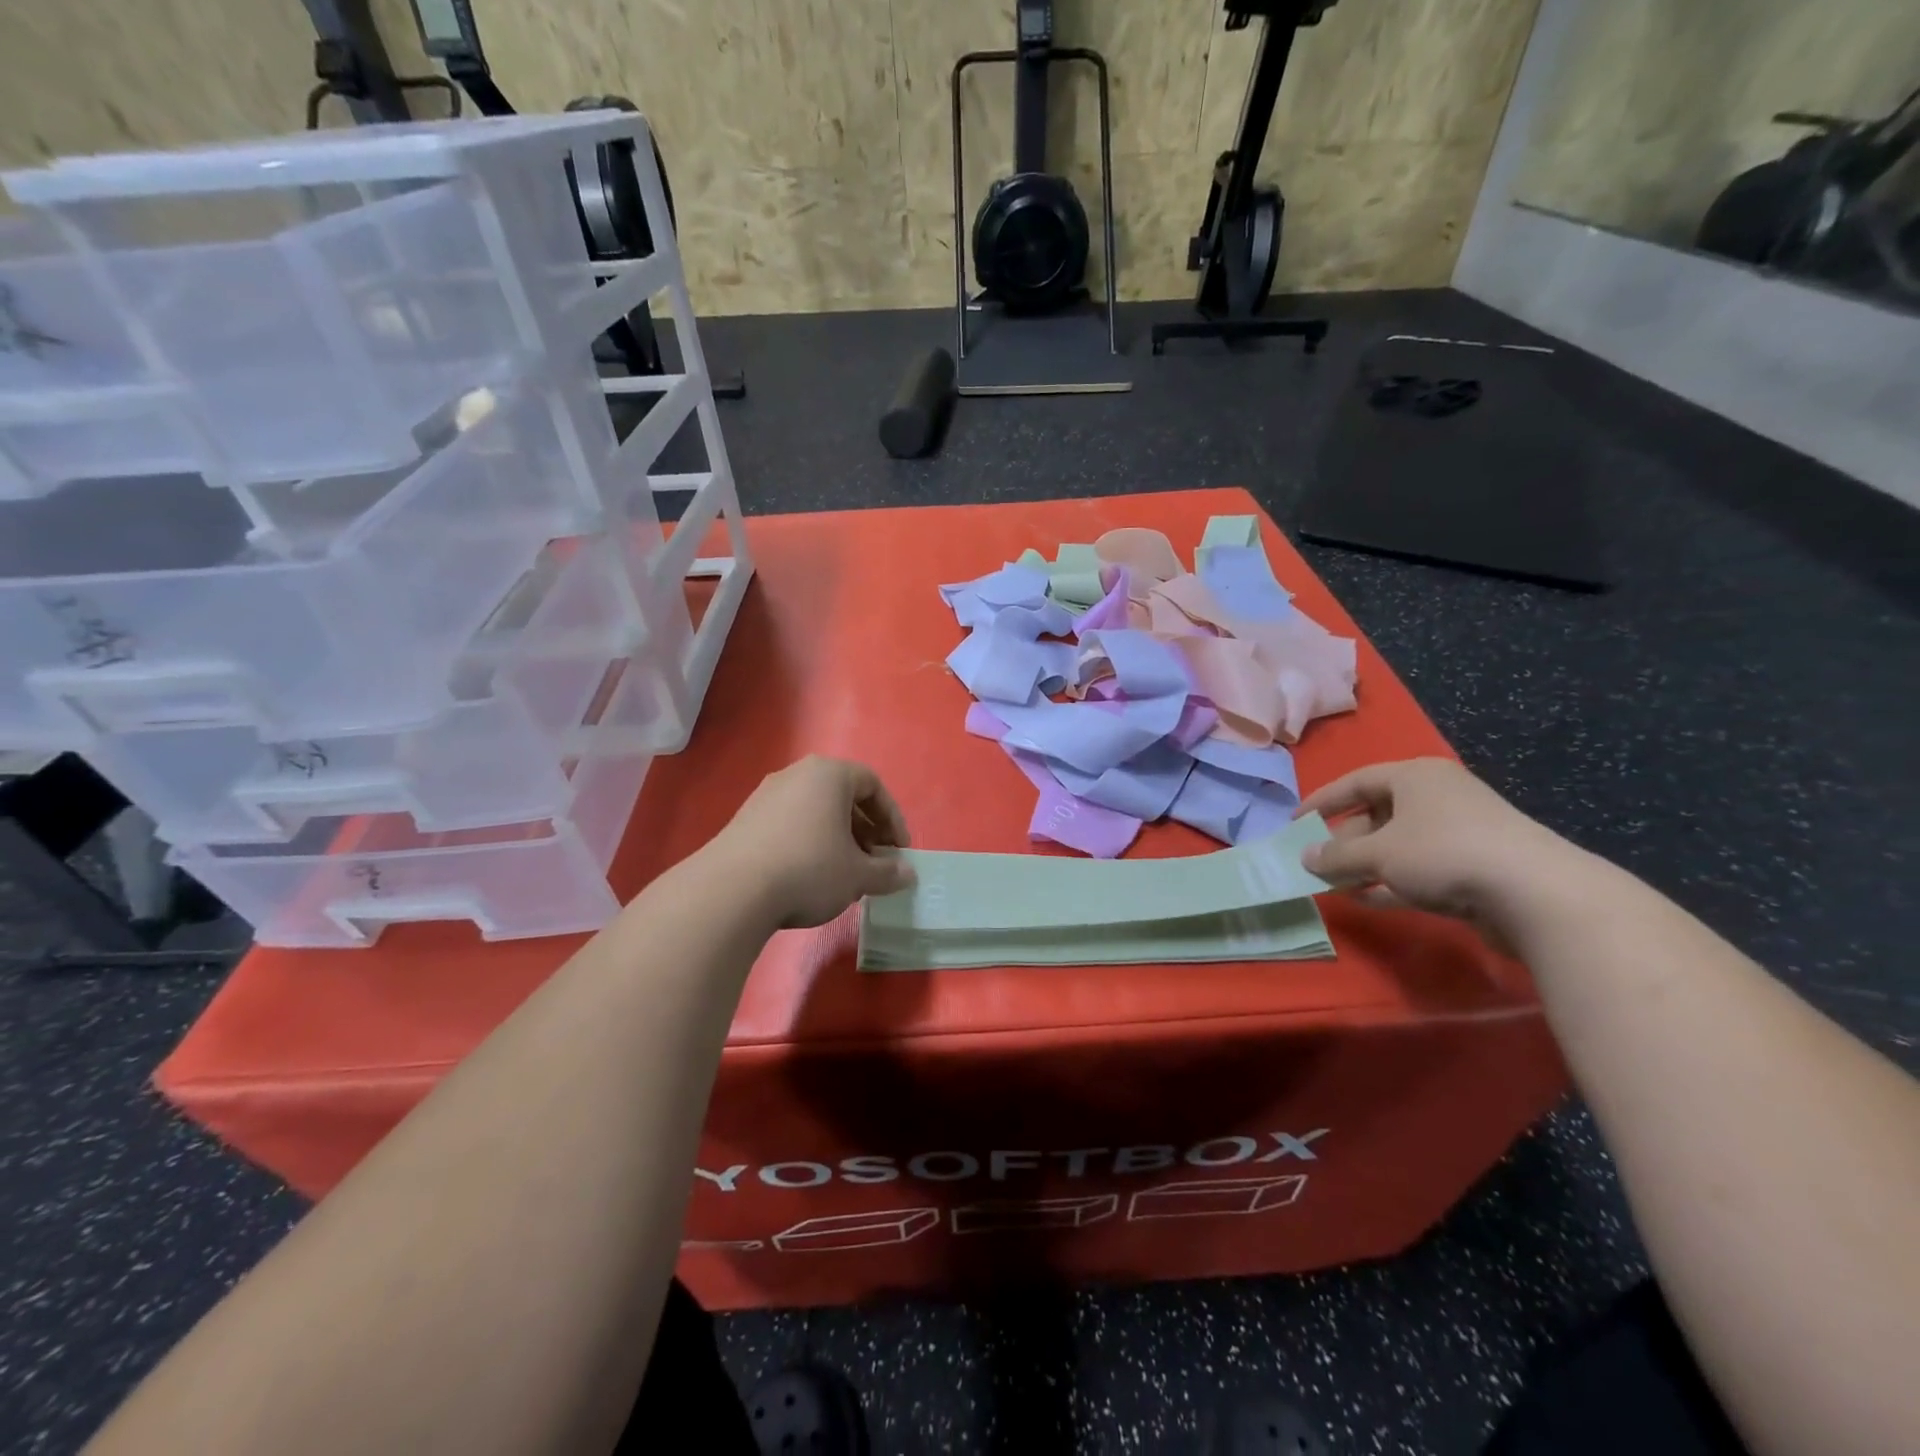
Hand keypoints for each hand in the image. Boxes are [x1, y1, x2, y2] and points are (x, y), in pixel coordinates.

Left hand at [710, 756, 915, 928]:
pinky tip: (810, 877)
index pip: (873, 785)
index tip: (899, 851)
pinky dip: (809, 843)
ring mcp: (766, 795)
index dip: (893, 818)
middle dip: (866, 830)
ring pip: (816, 810)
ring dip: (838, 838)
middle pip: (843, 796)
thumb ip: (888, 872)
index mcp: (829, 774)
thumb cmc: (809, 869)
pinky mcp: (744, 819)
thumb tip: (908, 874)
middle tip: (875, 862)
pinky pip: (790, 823)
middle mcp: (796, 774)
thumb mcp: (858, 875)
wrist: (731, 890)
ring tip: (845, 873)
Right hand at [1297, 758, 1585, 940]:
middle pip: (1377, 813)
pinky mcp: (1475, 866)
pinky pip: (1419, 868)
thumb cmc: (1444, 853)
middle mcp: (1438, 797)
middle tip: (1316, 861)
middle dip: (1344, 840)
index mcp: (1415, 777)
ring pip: (1398, 844)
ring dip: (1365, 864)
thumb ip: (1336, 856)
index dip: (1322, 801)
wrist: (1536, 894)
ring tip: (1335, 884)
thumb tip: (1305, 857)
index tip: (1296, 822)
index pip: (1356, 781)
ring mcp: (1460, 832)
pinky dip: (1392, 881)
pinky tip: (1368, 899)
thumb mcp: (1378, 853)